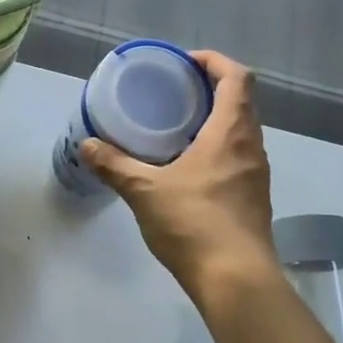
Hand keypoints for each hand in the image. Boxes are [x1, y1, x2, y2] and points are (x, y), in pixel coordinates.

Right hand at [80, 51, 279, 301]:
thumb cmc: (195, 225)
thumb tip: (87, 145)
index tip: (184, 63)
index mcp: (230, 133)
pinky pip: (237, 155)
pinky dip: (215, 146)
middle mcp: (251, 146)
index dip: (214, 61)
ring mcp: (255, 174)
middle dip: (210, 88)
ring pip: (240, 130)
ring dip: (214, 119)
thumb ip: (115, 165)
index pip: (237, 78)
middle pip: (241, 101)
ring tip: (175, 125)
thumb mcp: (145, 192)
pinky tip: (186, 165)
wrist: (237, 281)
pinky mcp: (252, 197)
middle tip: (173, 92)